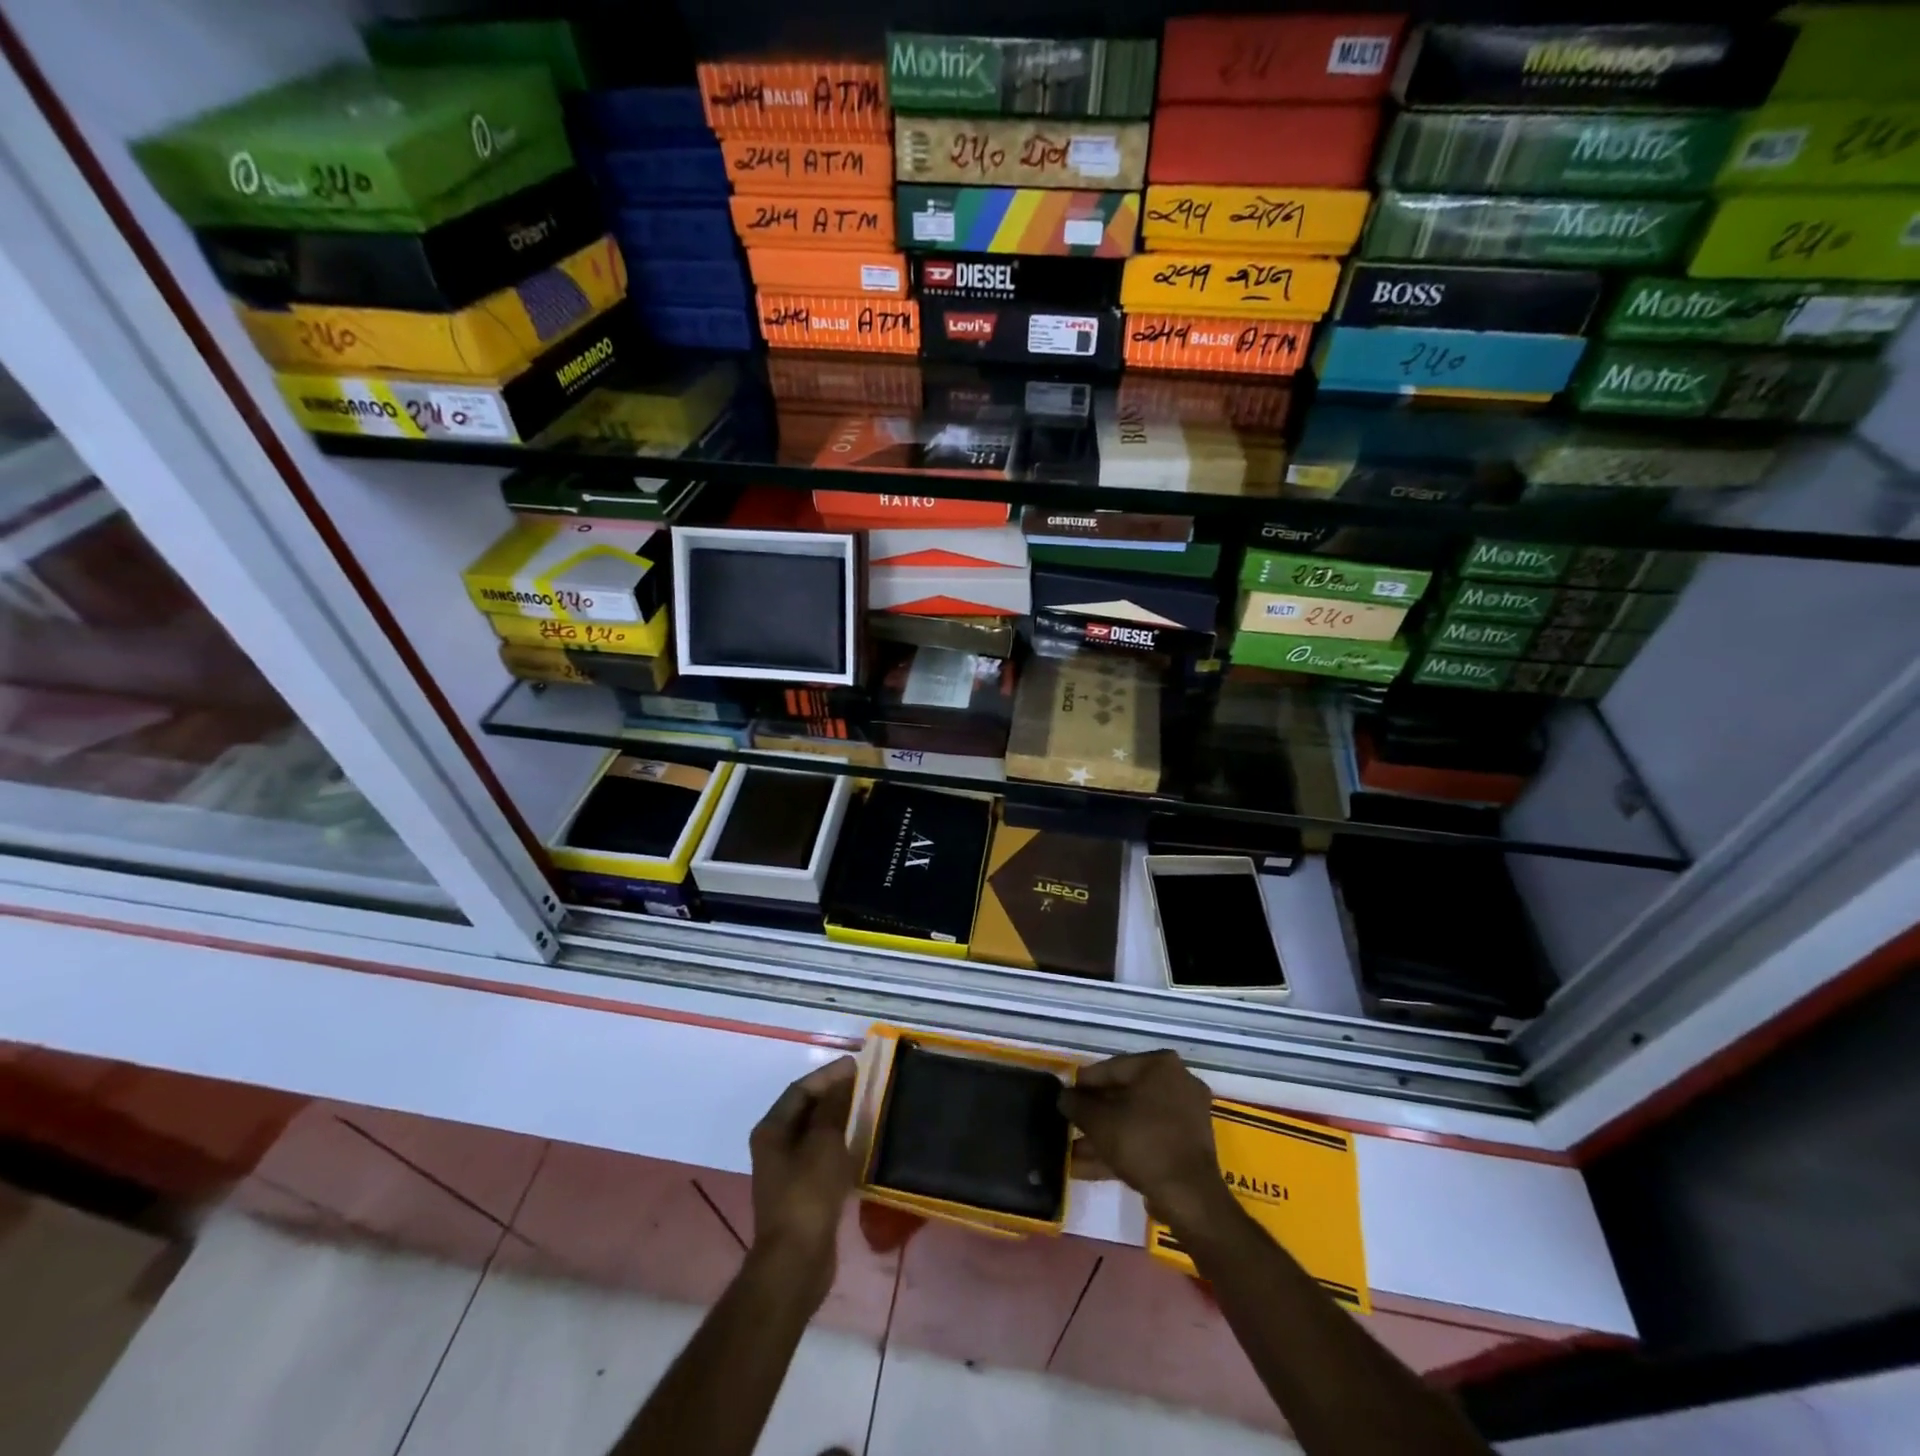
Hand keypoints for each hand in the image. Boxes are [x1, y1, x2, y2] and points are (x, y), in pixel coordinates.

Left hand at [748, 1057, 858, 1295]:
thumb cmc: (807, 1195)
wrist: (797, 1262)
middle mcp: (775, 1146)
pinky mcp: (803, 1192)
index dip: (828, 1074)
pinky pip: (823, 1156)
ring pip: (816, 1133)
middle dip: (835, 1095)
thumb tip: (844, 1079)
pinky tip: (863, 1143)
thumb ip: (833, 1107)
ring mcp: (787, 1171)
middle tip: (867, 1084)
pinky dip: (841, 1145)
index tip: (857, 1065)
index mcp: (772, 1130)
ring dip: (840, 1119)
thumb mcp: (823, 1143)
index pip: (800, 1089)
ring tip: (869, 1108)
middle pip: (807, 1110)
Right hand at [1061, 1050, 1226, 1231]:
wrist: (1189, 1196)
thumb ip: (1077, 1104)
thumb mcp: (1099, 1121)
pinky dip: (1121, 1149)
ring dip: (1103, 1136)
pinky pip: (1147, 1140)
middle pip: (1124, 1095)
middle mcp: (1177, 1083)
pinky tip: (1087, 1167)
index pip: (1112, 1067)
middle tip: (1068, 1123)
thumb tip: (1063, 1096)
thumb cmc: (1142, 1142)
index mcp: (1160, 1065)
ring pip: (1134, 1121)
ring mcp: (1185, 1116)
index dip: (1083, 1084)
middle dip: (1093, 1114)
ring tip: (1071, 1151)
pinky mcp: (1187, 1146)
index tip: (1064, 1096)